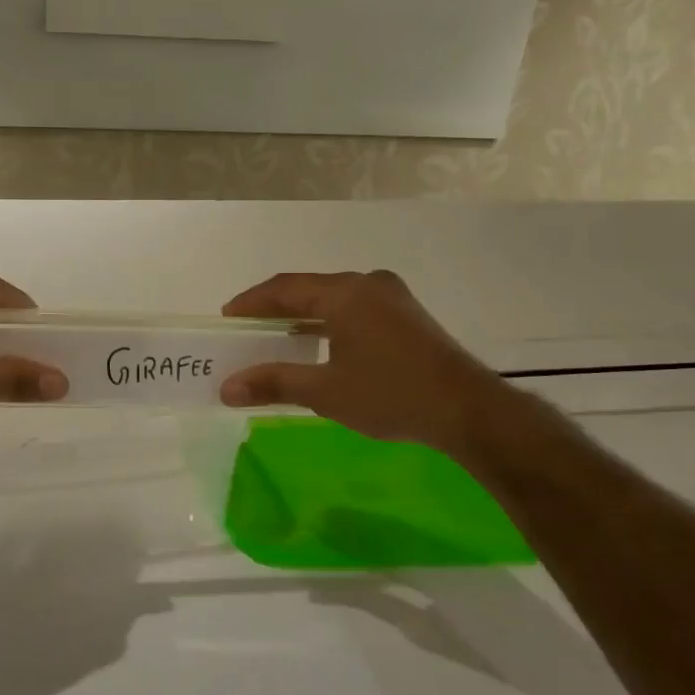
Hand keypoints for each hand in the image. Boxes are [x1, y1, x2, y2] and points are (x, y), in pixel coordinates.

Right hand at [217, 270, 508, 451]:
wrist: (468, 410)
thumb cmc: (390, 394)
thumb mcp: (324, 392)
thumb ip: (273, 383)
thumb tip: (226, 388)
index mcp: (344, 293)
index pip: (285, 288)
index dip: (252, 302)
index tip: (227, 318)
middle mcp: (367, 284)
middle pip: (309, 289)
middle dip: (276, 309)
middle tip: (248, 328)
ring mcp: (392, 298)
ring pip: (334, 298)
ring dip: (304, 316)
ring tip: (278, 337)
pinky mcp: (408, 316)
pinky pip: (355, 309)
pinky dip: (330, 322)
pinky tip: (320, 345)